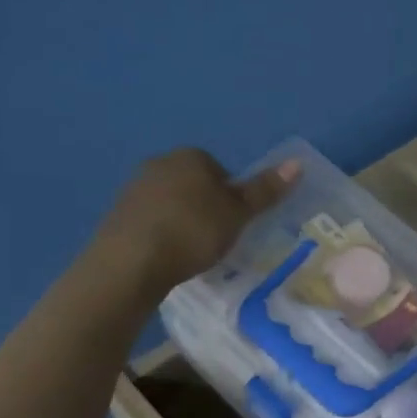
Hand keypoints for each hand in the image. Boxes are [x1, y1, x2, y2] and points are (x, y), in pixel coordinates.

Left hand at [94, 149, 298, 297]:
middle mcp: (160, 163)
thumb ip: (264, 191)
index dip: (231, 198)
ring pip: (171, 202)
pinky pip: (151, 221)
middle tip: (216, 239)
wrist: (132, 260)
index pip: (220, 171)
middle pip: (194, 185)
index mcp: (191, 156)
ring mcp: (135, 188)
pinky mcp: (118, 214)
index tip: (234, 224)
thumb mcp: (237, 214)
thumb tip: (298, 164)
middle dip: (205, 208)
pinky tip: (167, 256)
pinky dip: (161, 234)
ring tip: (191, 252)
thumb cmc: (193, 231)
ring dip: (182, 221)